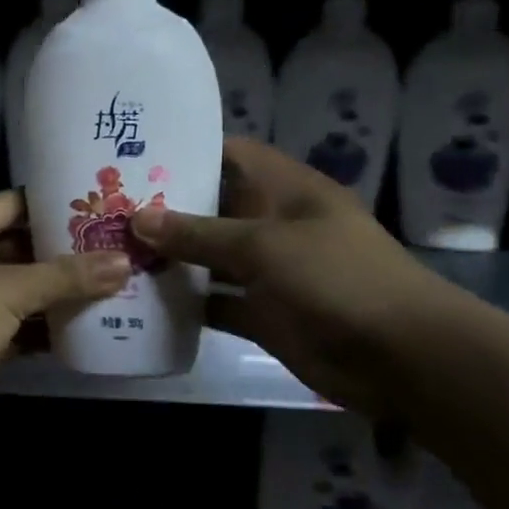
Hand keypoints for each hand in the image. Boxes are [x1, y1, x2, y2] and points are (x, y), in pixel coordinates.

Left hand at [0, 190, 131, 449]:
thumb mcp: (5, 291)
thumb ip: (64, 277)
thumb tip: (125, 262)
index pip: (10, 205)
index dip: (54, 205)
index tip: (100, 206)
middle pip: (15, 248)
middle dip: (61, 254)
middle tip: (114, 250)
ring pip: (14, 291)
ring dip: (55, 294)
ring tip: (110, 286)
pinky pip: (9, 327)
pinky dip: (39, 329)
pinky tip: (82, 328)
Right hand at [130, 138, 457, 415]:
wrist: (401, 357)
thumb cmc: (337, 278)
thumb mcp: (265, 245)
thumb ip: (200, 232)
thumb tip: (138, 218)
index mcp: (285, 190)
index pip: (231, 155)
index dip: (187, 152)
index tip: (134, 155)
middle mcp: (275, 224)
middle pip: (214, 208)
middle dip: (167, 209)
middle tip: (107, 208)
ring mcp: (270, 272)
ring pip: (211, 258)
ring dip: (172, 258)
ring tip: (112, 251)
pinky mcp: (266, 315)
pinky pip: (218, 303)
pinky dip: (189, 304)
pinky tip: (143, 302)